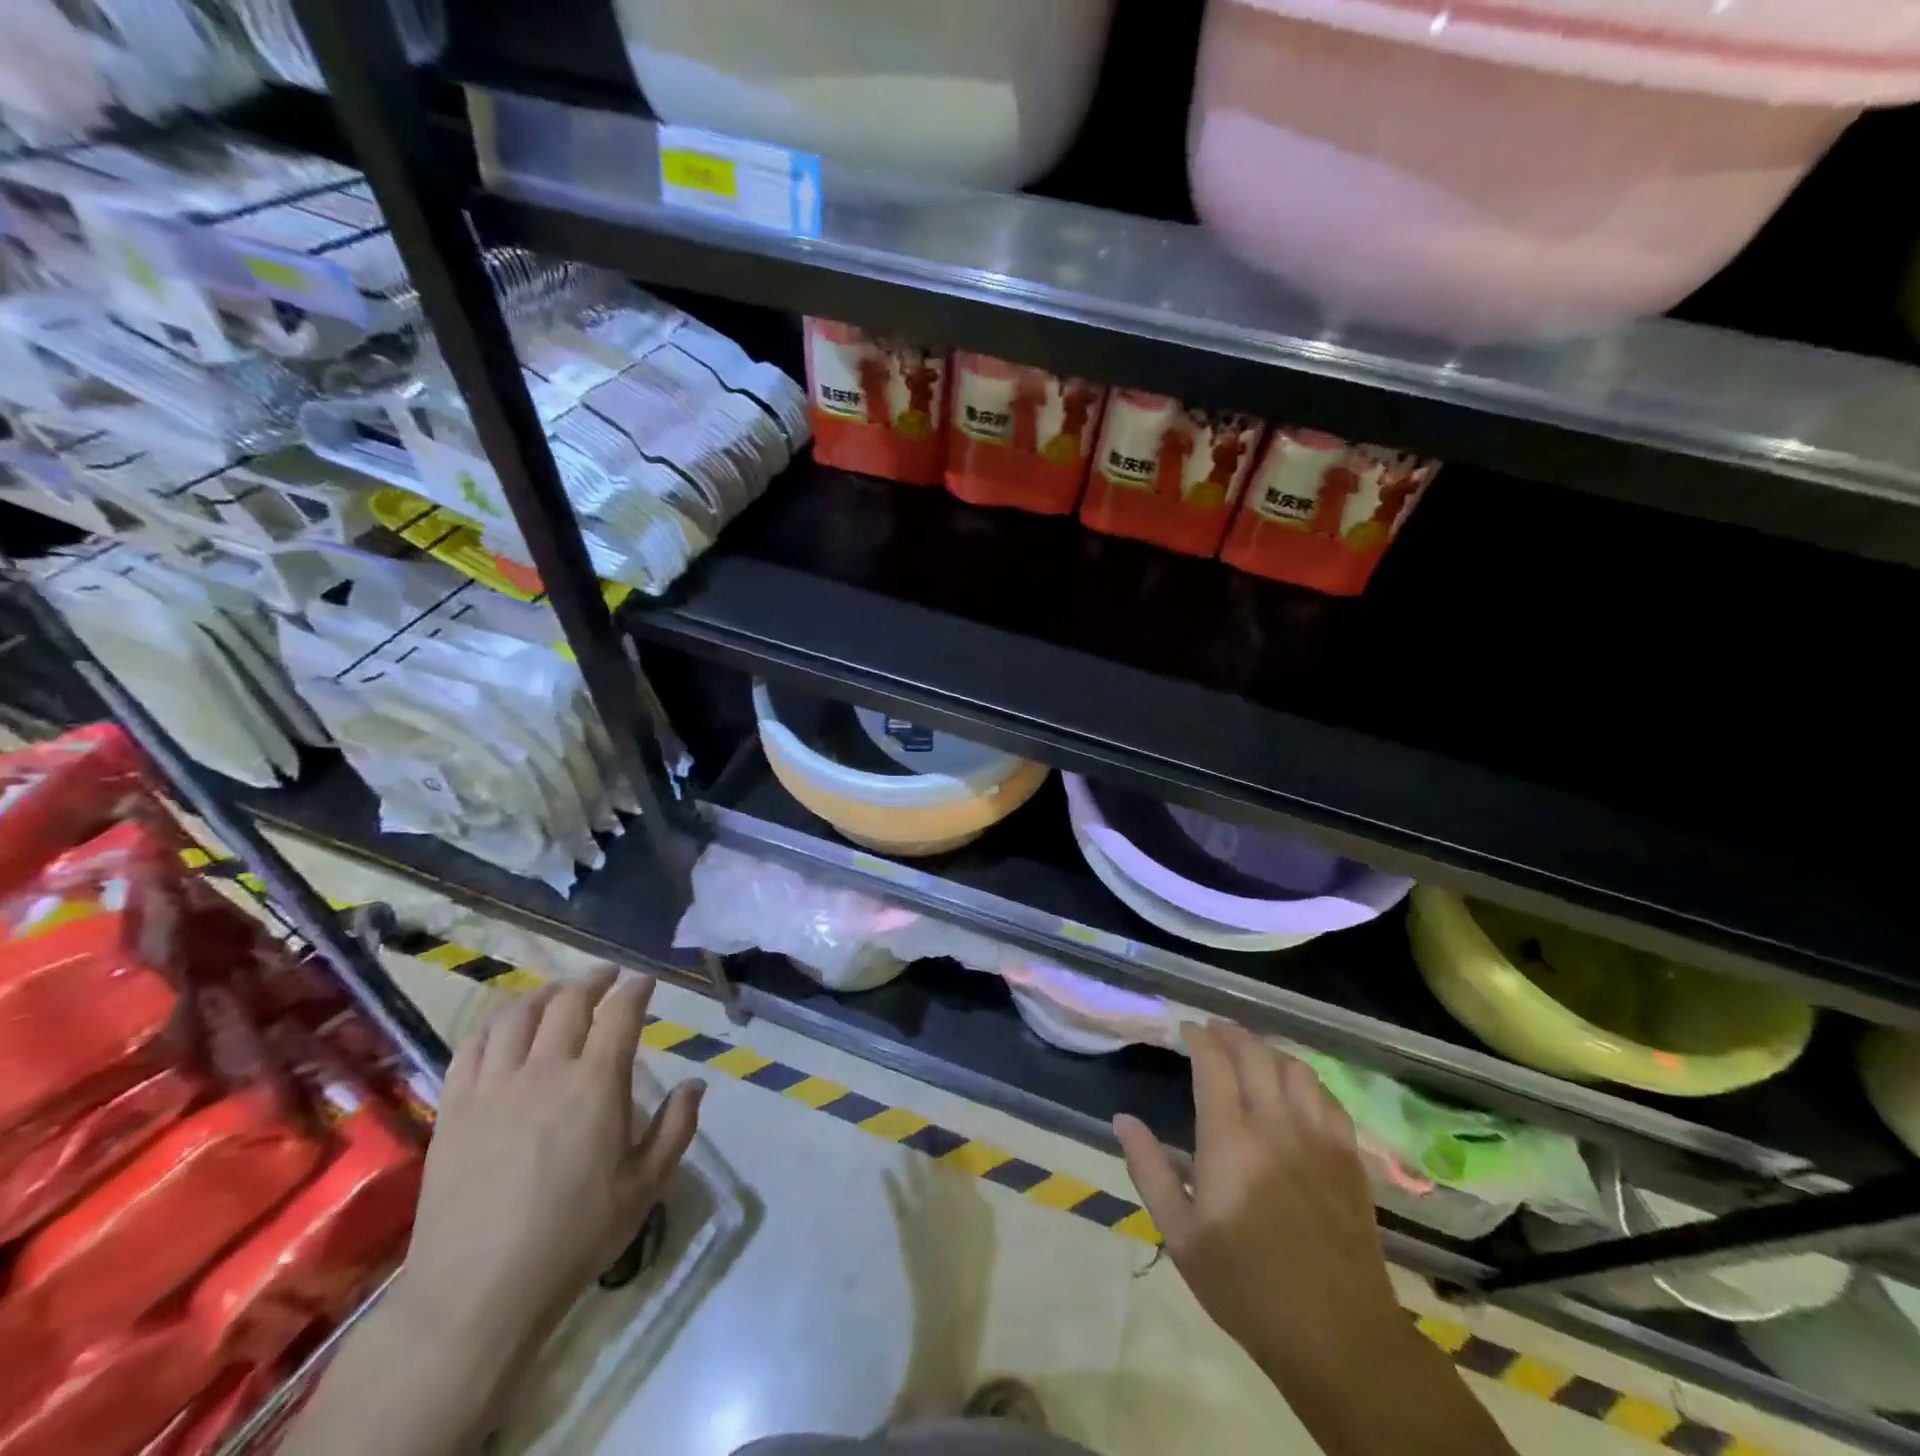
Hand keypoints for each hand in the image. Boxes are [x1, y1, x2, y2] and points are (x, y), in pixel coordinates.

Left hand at [396, 969, 703, 1360]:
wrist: (478, 1291)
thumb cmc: (574, 1237)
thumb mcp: (645, 1186)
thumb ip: (676, 1128)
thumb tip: (695, 1084)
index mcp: (597, 1083)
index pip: (620, 1013)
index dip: (636, 989)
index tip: (644, 980)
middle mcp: (546, 1070)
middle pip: (569, 1002)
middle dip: (593, 980)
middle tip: (606, 976)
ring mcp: (494, 1086)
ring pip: (517, 1015)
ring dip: (544, 994)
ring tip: (557, 993)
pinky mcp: (454, 1108)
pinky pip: (472, 1046)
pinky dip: (494, 1024)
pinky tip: (504, 1026)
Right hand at [1114, 1022, 1402, 1381]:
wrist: (1338, 1337)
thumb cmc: (1246, 1287)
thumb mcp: (1181, 1236)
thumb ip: (1149, 1170)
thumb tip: (1123, 1119)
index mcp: (1230, 1140)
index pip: (1213, 1062)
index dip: (1198, 1037)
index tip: (1185, 1029)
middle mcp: (1275, 1124)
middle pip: (1255, 1053)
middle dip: (1230, 1032)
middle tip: (1213, 1031)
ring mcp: (1318, 1137)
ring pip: (1294, 1067)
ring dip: (1268, 1050)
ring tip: (1251, 1053)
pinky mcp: (1349, 1157)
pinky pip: (1328, 1097)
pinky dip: (1306, 1079)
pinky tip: (1295, 1088)